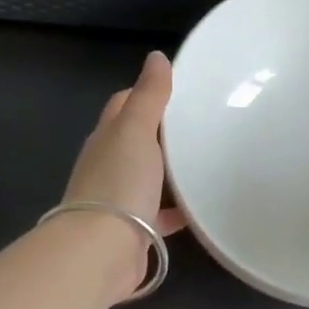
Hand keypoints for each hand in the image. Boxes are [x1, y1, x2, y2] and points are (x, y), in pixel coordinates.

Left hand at [62, 51, 187, 294]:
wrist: (102, 250)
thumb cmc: (119, 183)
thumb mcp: (136, 130)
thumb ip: (149, 96)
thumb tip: (157, 57)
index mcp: (107, 138)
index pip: (123, 105)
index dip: (145, 93)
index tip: (178, 90)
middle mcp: (108, 166)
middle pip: (136, 141)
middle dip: (163, 133)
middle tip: (202, 125)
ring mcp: (120, 199)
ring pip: (149, 177)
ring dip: (171, 171)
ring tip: (207, 162)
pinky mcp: (134, 229)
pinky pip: (160, 214)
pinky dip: (177, 210)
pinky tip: (200, 208)